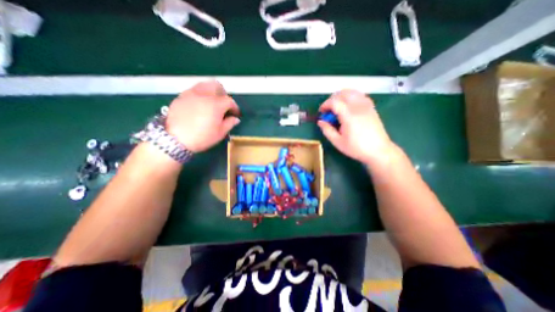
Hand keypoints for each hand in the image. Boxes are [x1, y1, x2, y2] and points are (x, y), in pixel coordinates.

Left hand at [167, 81, 240, 151]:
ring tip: (212, 103)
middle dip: (223, 93)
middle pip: (216, 86)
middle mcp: (204, 95)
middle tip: (224, 104)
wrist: (175, 140)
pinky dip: (200, 95)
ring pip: (204, 85)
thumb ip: (230, 123)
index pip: (229, 101)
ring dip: (211, 91)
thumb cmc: (202, 137)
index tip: (236, 114)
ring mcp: (190, 94)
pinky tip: (199, 105)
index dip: (235, 107)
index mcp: (216, 104)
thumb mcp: (220, 133)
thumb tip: (235, 119)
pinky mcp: (180, 97)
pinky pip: (193, 90)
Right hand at [317, 89, 398, 165]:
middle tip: (328, 110)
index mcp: (349, 116)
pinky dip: (351, 97)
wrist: (378, 150)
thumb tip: (320, 121)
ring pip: (352, 92)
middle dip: (332, 99)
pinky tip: (349, 106)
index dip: (325, 105)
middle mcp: (358, 107)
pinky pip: (360, 95)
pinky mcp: (371, 107)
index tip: (321, 112)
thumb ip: (327, 130)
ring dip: (341, 96)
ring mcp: (367, 106)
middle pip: (343, 93)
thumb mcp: (338, 142)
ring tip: (337, 107)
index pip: (335, 102)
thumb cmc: (357, 148)